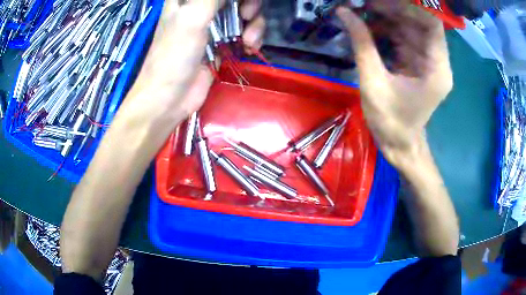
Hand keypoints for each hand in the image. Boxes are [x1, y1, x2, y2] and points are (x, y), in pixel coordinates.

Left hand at [129, 0, 264, 119]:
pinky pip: (246, 30)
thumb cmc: (173, 56)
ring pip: (245, 11)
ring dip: (254, 24)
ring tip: (248, 40)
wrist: (169, 98)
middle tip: (247, 15)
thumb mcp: (192, 18)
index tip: (240, 4)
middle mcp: (202, 6)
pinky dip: (253, 37)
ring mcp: (214, 23)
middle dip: (249, 4)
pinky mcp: (223, 41)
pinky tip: (249, 48)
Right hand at [337, 1, 452, 166]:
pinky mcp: (419, 65)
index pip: (432, 25)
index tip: (381, 3)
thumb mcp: (373, 82)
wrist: (399, 144)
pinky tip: (371, 26)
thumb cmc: (390, 121)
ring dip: (389, 18)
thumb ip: (362, 44)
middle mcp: (438, 63)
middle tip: (366, 4)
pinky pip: (406, 39)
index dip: (409, 8)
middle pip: (421, 24)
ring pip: (412, 29)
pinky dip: (389, 30)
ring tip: (364, 11)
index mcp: (437, 70)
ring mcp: (429, 63)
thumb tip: (344, 12)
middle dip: (394, 10)